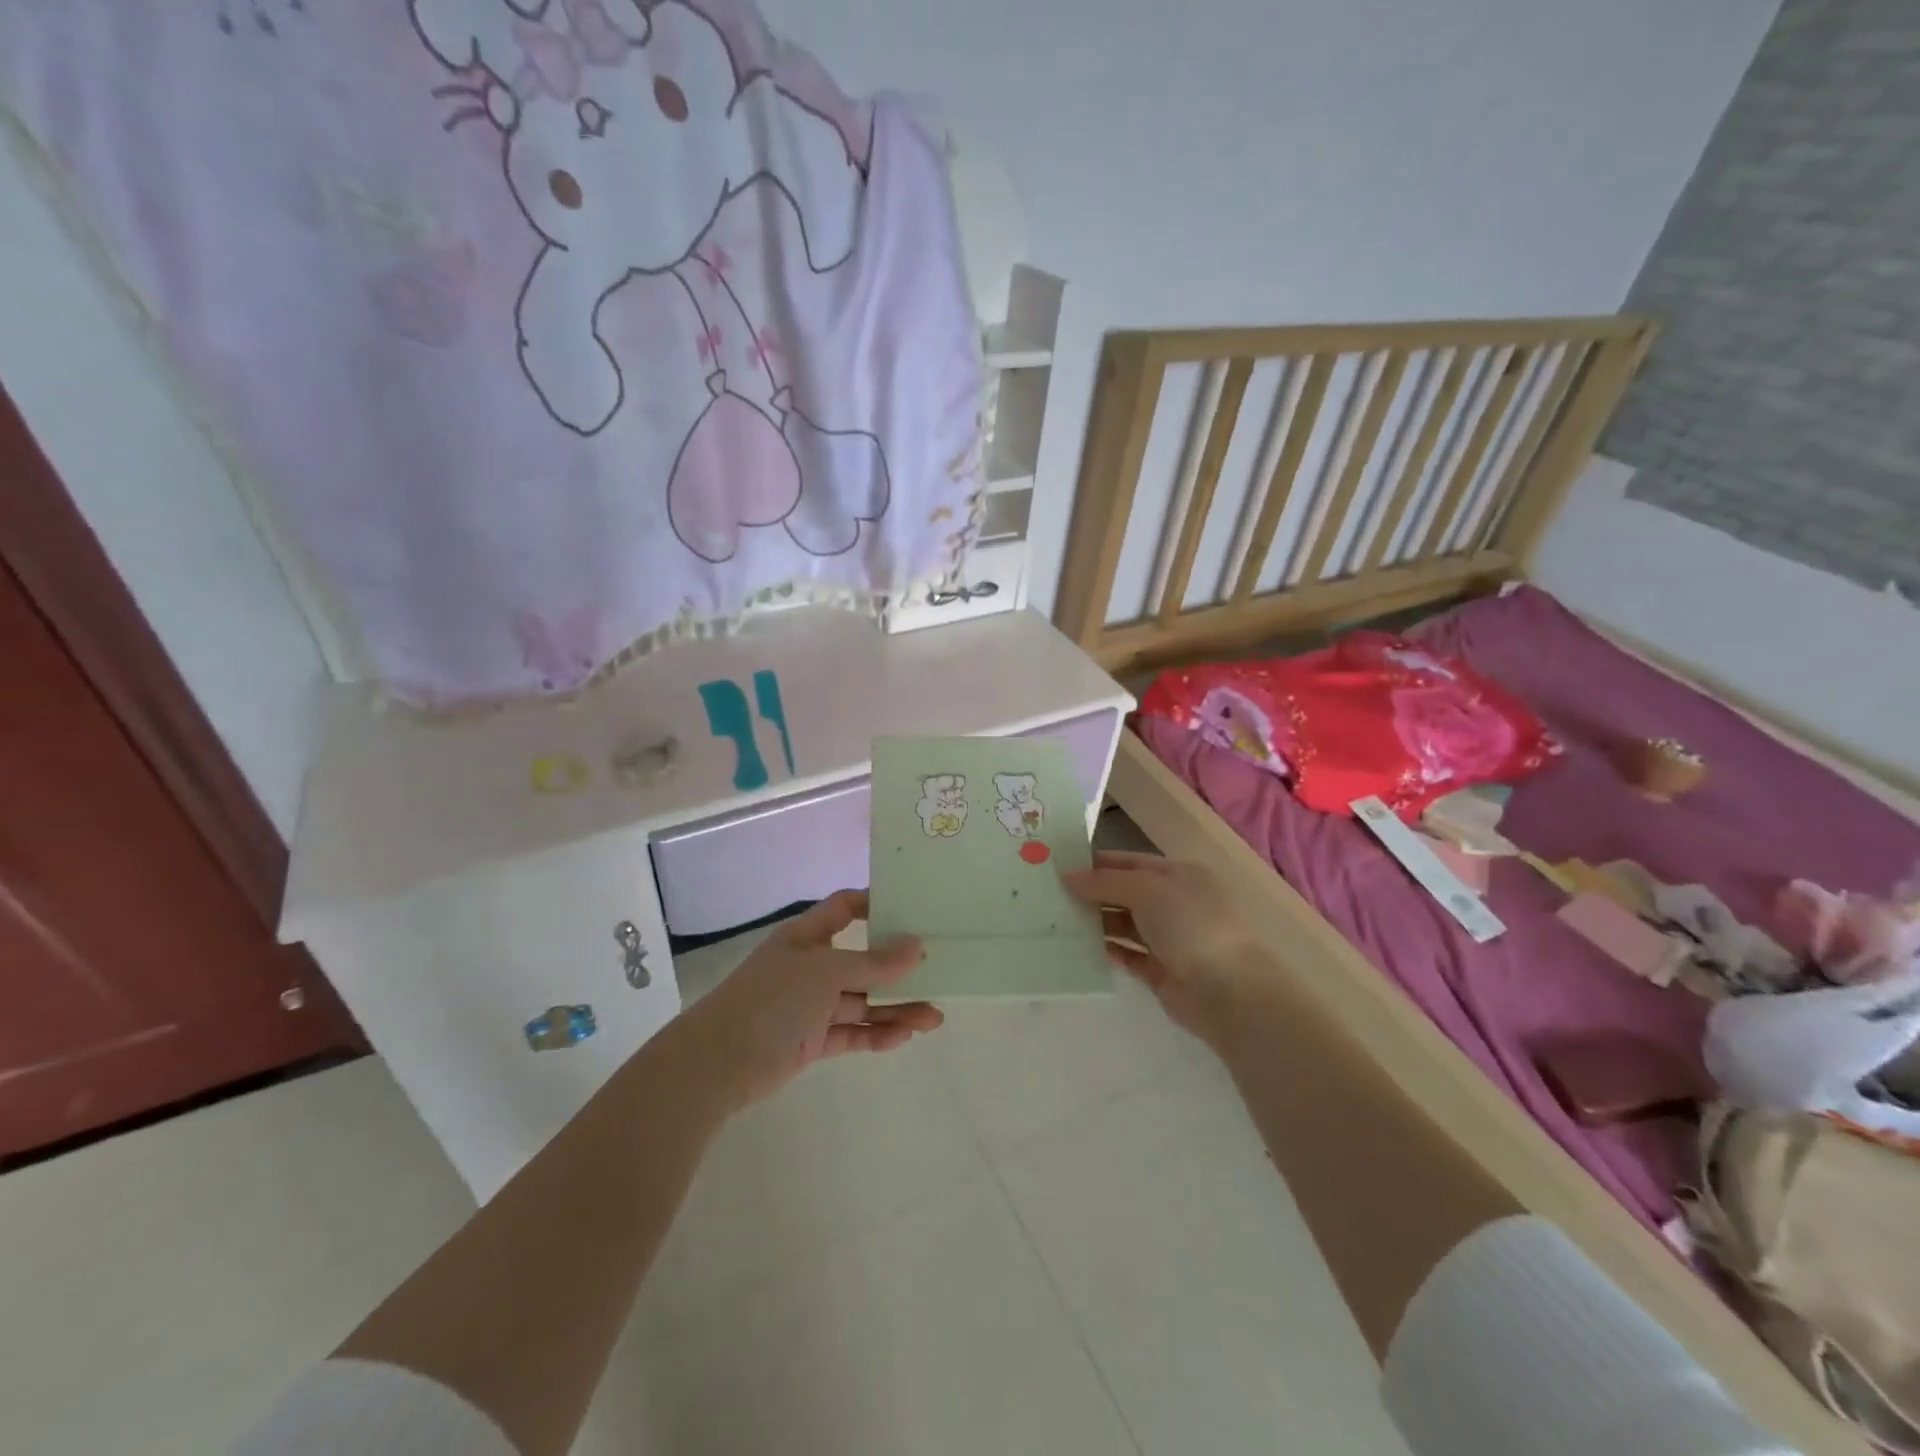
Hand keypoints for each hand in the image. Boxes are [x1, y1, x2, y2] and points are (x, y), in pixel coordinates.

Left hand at [678, 890, 941, 1109]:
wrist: (718, 1062)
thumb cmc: (773, 998)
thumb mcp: (827, 972)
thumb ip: (874, 962)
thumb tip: (916, 946)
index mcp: (808, 936)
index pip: (845, 908)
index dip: (875, 905)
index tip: (913, 910)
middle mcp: (811, 966)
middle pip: (863, 960)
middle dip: (899, 969)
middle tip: (938, 972)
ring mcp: (811, 1005)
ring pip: (863, 1001)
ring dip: (897, 1008)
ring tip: (934, 1019)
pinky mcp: (811, 1040)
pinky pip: (852, 1032)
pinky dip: (877, 1034)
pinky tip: (904, 1037)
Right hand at [1063, 852, 1271, 1047]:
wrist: (1226, 990)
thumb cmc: (1189, 925)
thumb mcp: (1146, 889)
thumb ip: (1105, 881)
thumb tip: (1068, 876)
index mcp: (1177, 874)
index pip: (1129, 862)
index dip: (1096, 863)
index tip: (1058, 866)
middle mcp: (1174, 903)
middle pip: (1125, 892)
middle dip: (1091, 893)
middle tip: (1049, 895)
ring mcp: (1168, 938)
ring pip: (1124, 924)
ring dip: (1096, 921)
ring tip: (1057, 920)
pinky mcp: (1161, 971)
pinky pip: (1128, 955)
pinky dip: (1107, 951)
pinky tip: (1080, 948)